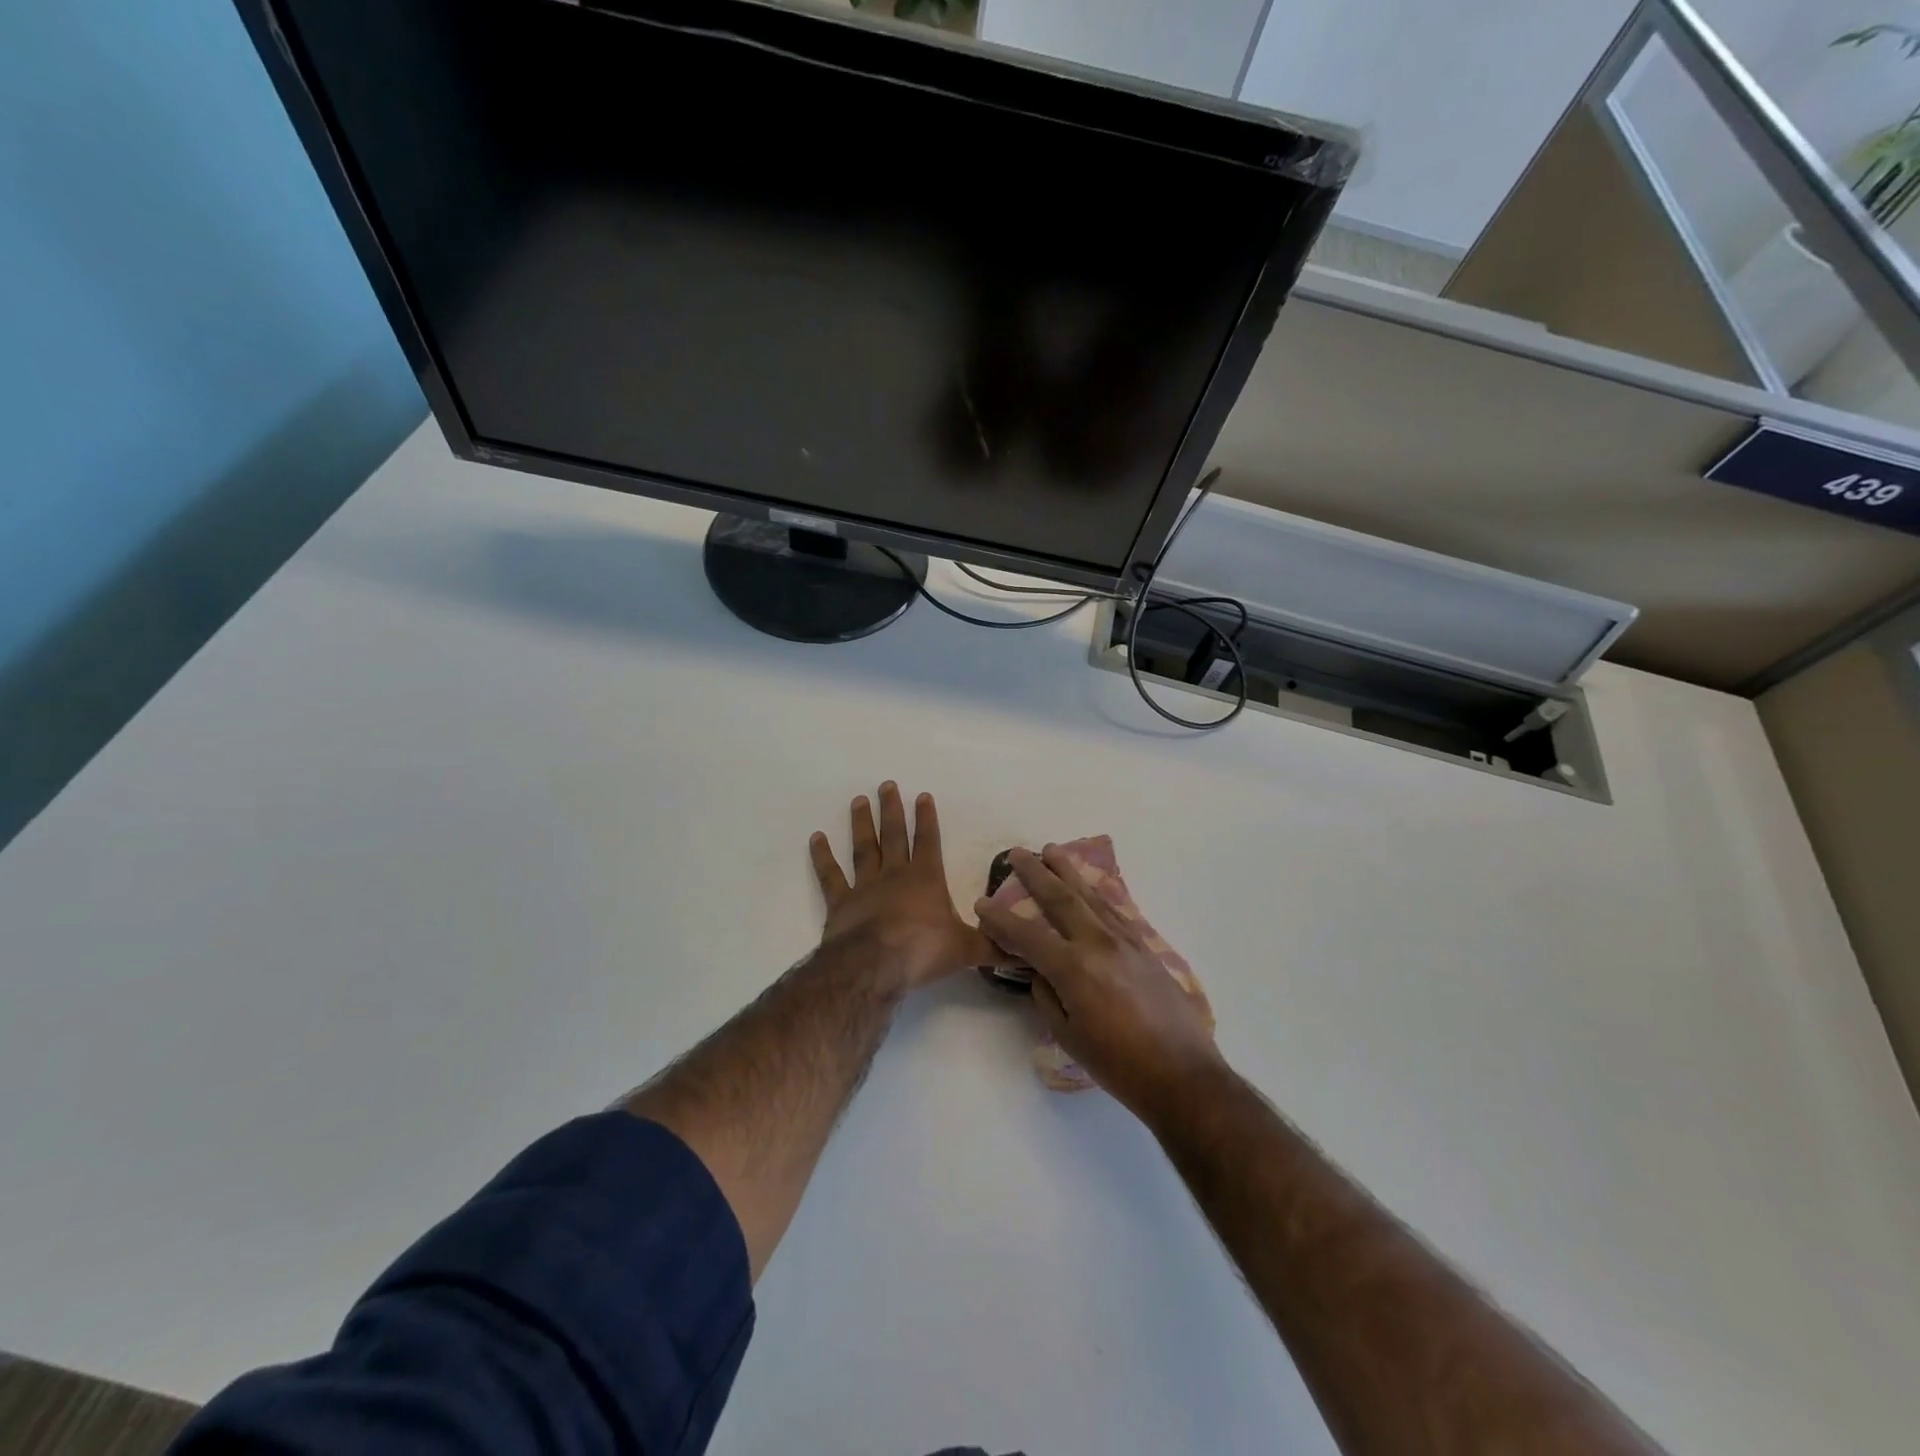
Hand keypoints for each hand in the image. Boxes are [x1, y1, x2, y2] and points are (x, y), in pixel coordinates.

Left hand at [810, 783, 1000, 992]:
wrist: (876, 965)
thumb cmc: (924, 950)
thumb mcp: (966, 950)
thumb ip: (993, 946)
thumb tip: (1024, 950)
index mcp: (926, 879)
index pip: (928, 840)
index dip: (926, 818)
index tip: (922, 795)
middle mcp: (895, 875)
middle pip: (893, 835)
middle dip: (891, 809)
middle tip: (886, 784)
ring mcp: (865, 886)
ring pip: (863, 848)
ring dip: (861, 823)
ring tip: (858, 800)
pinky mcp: (840, 903)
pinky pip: (830, 875)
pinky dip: (822, 857)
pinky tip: (816, 838)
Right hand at [976, 845, 1226, 1122]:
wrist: (1183, 1074)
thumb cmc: (1119, 1065)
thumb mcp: (1069, 1036)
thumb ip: (1047, 996)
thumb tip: (1040, 971)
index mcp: (1074, 968)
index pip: (1028, 936)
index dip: (1001, 920)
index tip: (982, 903)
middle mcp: (1098, 943)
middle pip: (1061, 898)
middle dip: (1036, 873)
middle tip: (1018, 852)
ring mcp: (1126, 941)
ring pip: (1091, 896)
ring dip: (1068, 872)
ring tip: (1052, 850)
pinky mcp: (1145, 947)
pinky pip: (1114, 909)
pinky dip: (1096, 893)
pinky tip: (1090, 886)